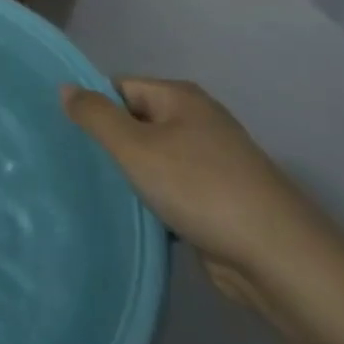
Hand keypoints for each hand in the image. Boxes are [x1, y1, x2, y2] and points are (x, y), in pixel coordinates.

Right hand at [62, 79, 327, 311]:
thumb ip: (96, 116)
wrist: (277, 256)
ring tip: (96, 191)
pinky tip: (133, 217)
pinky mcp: (218, 198)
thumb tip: (65, 87)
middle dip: (110, 143)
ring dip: (131, 175)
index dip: (94, 107)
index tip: (66, 135)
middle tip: (74, 165)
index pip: (120, 87)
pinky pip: (172, 187)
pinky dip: (153, 199)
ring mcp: (212, 160)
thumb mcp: (135, 147)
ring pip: (153, 158)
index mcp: (180, 97)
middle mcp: (198, 120)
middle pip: (136, 121)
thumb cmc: (200, 189)